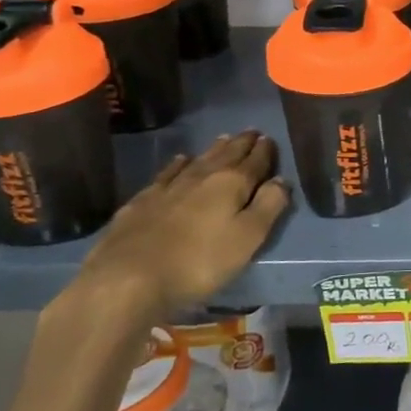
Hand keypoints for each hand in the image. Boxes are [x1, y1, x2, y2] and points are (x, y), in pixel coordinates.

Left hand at [74, 131, 290, 325]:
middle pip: (227, 154)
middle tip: (251, 132)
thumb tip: (282, 180)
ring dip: (214, 150)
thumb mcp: (248, 238)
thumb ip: (269, 206)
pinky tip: (180, 161)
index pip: (255, 161)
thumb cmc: (199, 262)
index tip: (270, 139)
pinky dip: (178, 164)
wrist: (127, 278)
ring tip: (224, 139)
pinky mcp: (142, 201)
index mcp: (232, 184)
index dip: (265, 151)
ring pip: (198, 160)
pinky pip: (168, 173)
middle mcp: (202, 176)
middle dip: (241, 143)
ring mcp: (169, 187)